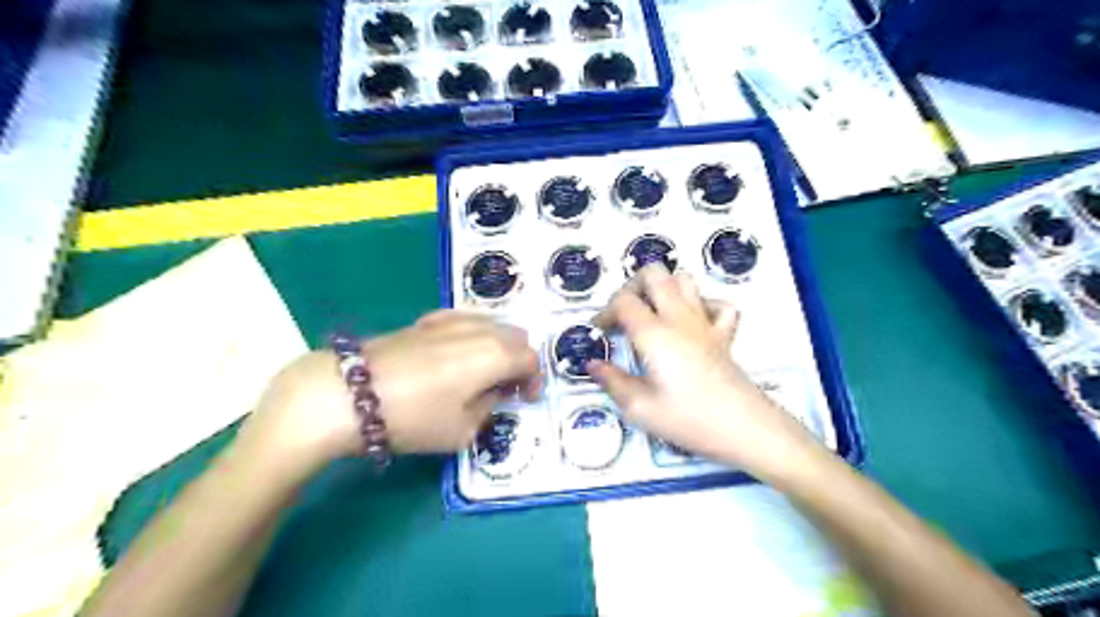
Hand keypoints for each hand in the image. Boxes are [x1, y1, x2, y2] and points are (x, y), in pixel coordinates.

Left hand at [237, 314, 540, 477]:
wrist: (347, 394)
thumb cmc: (413, 417)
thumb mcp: (462, 430)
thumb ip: (488, 409)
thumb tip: (492, 395)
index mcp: (496, 354)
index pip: (531, 358)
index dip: (535, 380)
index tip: (527, 399)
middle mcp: (479, 329)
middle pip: (515, 336)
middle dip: (519, 360)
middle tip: (508, 387)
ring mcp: (450, 320)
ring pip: (491, 324)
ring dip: (498, 346)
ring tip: (485, 371)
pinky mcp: (426, 320)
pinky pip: (464, 320)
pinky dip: (473, 334)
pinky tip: (458, 352)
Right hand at [594, 263, 824, 482]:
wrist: (744, 428)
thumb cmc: (688, 419)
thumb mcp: (639, 408)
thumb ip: (612, 381)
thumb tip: (593, 365)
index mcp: (653, 333)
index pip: (623, 301)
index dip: (606, 312)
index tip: (601, 333)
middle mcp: (678, 318)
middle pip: (654, 274)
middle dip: (632, 286)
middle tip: (624, 314)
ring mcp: (705, 322)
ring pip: (685, 279)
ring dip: (664, 289)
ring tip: (653, 315)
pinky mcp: (724, 334)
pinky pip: (716, 304)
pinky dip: (701, 305)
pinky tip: (692, 324)